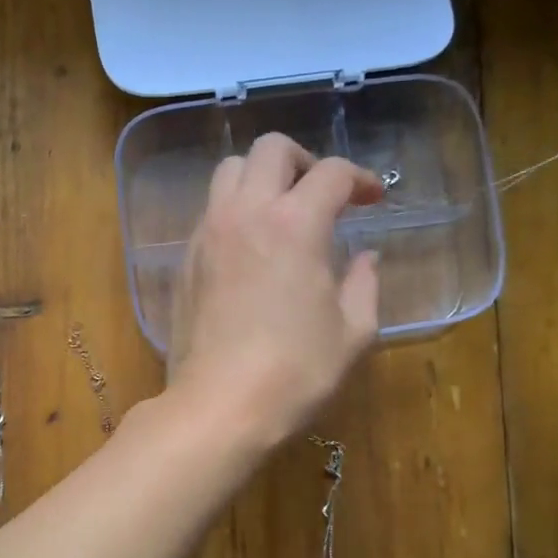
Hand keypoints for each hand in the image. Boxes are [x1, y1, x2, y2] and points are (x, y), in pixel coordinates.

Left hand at [167, 132, 383, 447]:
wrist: (218, 407)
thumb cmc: (294, 373)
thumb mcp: (352, 334)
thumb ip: (364, 285)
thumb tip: (366, 259)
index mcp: (295, 224)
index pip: (332, 173)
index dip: (360, 179)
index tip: (373, 200)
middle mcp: (246, 214)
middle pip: (270, 150)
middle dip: (304, 160)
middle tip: (322, 195)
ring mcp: (207, 235)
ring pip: (229, 172)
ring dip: (260, 178)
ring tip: (281, 213)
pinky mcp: (185, 261)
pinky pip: (209, 211)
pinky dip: (234, 211)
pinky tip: (250, 248)